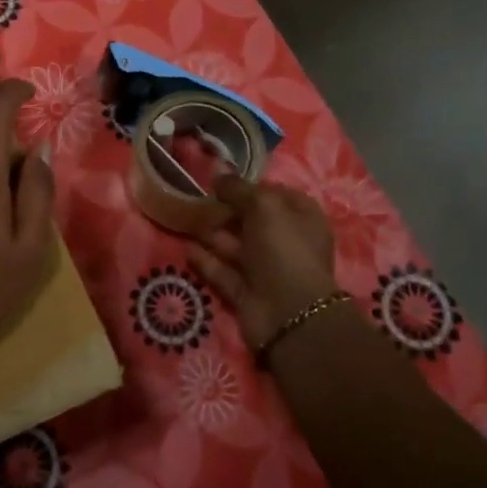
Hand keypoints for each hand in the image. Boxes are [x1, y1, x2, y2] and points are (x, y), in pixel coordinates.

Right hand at [188, 176, 338, 350]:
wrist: (288, 314)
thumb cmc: (283, 249)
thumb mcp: (264, 207)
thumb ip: (239, 189)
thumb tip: (218, 174)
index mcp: (301, 218)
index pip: (275, 194)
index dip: (249, 186)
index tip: (220, 180)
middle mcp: (285, 242)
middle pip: (250, 220)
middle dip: (225, 209)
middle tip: (195, 197)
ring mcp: (265, 269)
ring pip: (234, 245)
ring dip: (211, 233)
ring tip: (184, 218)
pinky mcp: (245, 292)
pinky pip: (222, 271)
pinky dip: (206, 260)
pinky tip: (188, 248)